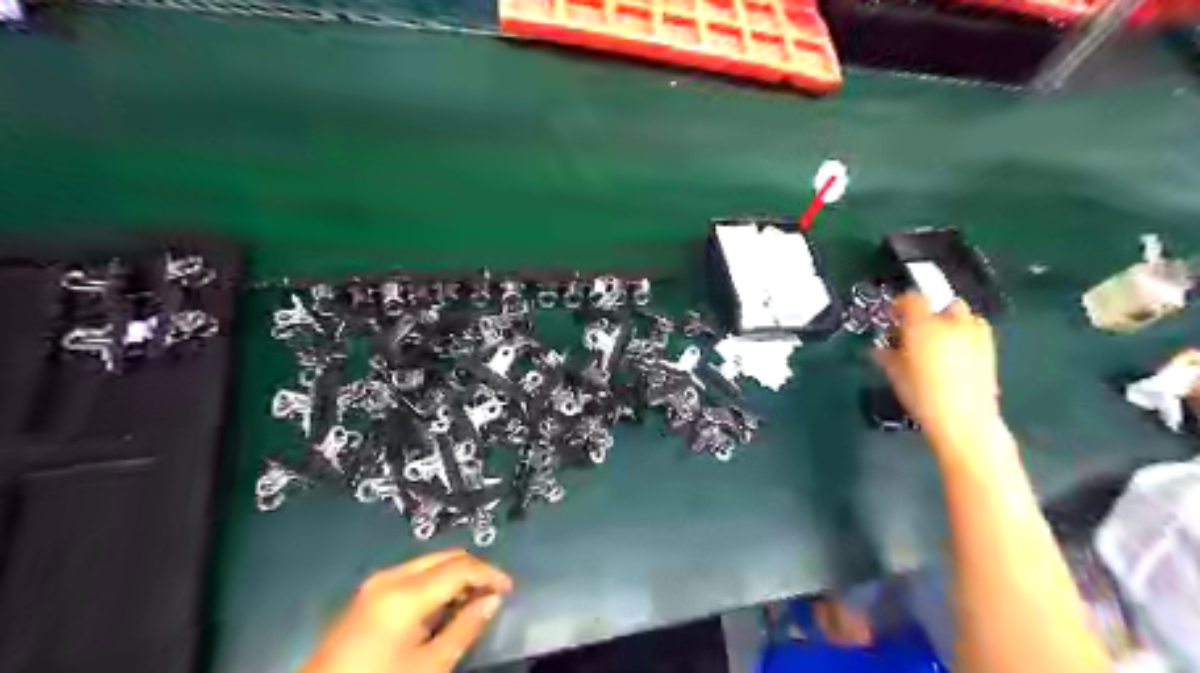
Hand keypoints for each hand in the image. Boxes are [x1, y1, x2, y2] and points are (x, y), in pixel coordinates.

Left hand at [302, 548, 512, 672]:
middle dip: (473, 571)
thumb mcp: (429, 667)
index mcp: (405, 593)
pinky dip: (433, 584)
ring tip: (471, 603)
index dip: (490, 573)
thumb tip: (493, 600)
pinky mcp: (367, 595)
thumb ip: (464, 628)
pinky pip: (411, 576)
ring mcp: (374, 584)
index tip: (509, 589)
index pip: (460, 567)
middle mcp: (390, 577)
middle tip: (493, 594)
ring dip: (453, 576)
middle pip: (444, 557)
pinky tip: (441, 608)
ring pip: (428, 564)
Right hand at [874, 294, 1005, 443]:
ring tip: (936, 342)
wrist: (964, 421)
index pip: (912, 299)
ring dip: (948, 322)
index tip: (893, 316)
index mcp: (923, 325)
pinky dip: (963, 335)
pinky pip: (975, 331)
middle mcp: (951, 323)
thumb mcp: (895, 375)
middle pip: (940, 304)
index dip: (900, 304)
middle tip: (913, 331)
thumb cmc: (923, 397)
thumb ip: (886, 355)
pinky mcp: (990, 349)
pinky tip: (954, 354)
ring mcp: (975, 335)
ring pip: (961, 316)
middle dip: (928, 313)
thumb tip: (880, 349)